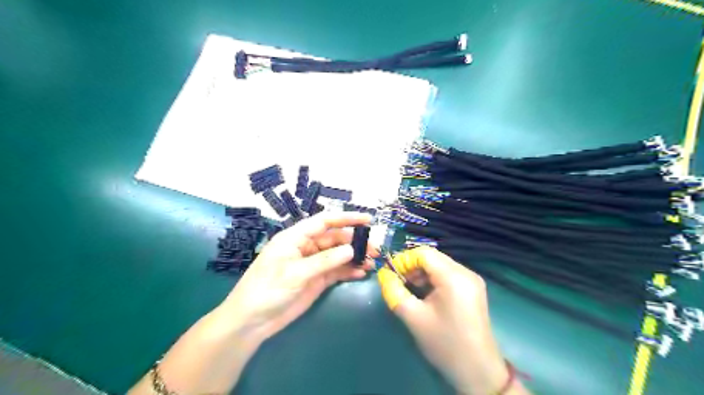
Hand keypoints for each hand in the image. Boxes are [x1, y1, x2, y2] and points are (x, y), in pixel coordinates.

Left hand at [223, 212, 375, 345]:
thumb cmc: (267, 290)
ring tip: (371, 262)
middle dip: (355, 242)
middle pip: (335, 239)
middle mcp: (306, 247)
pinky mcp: (317, 280)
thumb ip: (324, 260)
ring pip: (338, 255)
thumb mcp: (295, 273)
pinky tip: (361, 273)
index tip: (367, 219)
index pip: (324, 222)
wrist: (252, 321)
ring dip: (354, 257)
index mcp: (296, 237)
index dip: (346, 218)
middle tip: (374, 249)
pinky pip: (336, 271)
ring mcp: (313, 264)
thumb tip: (350, 250)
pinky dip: (349, 271)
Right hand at [379, 247, 514, 394]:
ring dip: (422, 274)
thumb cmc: (444, 343)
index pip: (424, 253)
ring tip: (409, 290)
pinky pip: (448, 275)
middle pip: (432, 258)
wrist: (478, 371)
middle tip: (398, 283)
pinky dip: (433, 280)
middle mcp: (465, 272)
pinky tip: (425, 295)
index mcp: (453, 276)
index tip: (390, 275)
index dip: (404, 260)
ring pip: (440, 266)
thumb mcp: (413, 317)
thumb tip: (383, 275)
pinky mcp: (473, 290)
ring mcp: (472, 280)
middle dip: (412, 267)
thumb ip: (394, 291)